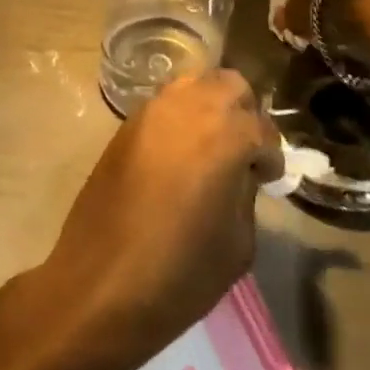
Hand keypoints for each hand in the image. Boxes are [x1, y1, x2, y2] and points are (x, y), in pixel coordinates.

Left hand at [36, 70, 284, 368]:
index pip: (262, 128)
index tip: (268, 180)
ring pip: (194, 84)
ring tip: (210, 147)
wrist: (100, 285)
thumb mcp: (238, 243)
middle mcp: (190, 107)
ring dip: (210, 107)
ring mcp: (153, 111)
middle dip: (244, 113)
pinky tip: (179, 155)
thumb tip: (240, 173)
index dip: (270, 157)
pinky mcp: (126, 124)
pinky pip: (165, 104)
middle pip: (230, 85)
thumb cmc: (179, 273)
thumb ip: (246, 193)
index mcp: (226, 134)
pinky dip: (180, 117)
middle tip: (242, 152)